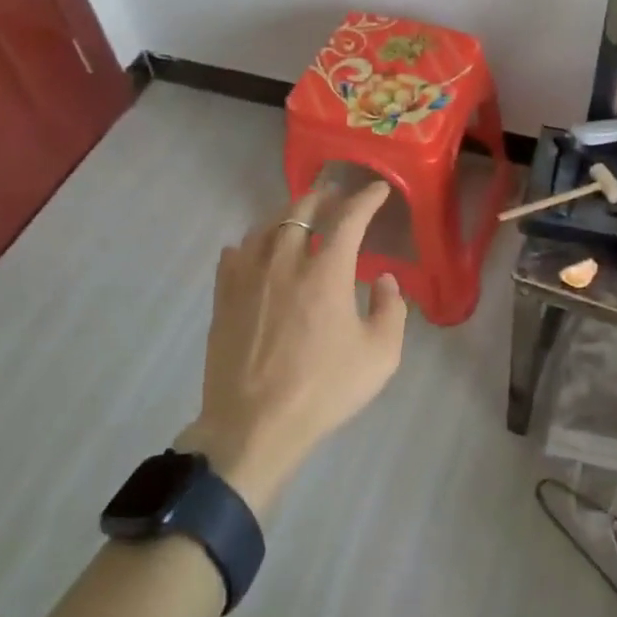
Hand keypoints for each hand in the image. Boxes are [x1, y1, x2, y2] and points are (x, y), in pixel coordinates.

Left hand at [178, 181, 407, 513]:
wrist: (254, 426)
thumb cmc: (323, 390)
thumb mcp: (380, 356)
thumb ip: (392, 310)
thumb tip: (385, 279)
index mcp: (326, 273)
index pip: (350, 218)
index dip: (367, 199)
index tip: (378, 190)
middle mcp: (285, 262)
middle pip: (302, 211)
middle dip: (324, 196)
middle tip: (336, 193)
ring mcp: (249, 277)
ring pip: (267, 227)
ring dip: (287, 215)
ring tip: (298, 217)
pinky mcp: (224, 297)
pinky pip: (234, 254)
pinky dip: (250, 244)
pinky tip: (253, 250)